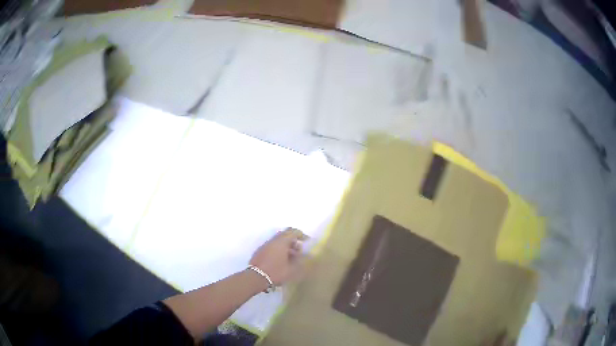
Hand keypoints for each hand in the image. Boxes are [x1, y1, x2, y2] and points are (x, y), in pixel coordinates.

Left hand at [249, 228, 307, 285]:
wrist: (256, 277)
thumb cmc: (276, 272)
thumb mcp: (292, 269)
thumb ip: (300, 260)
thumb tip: (306, 255)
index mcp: (282, 241)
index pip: (293, 232)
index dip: (302, 235)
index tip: (307, 241)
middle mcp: (273, 240)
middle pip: (285, 235)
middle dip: (293, 241)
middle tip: (299, 250)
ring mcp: (265, 245)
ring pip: (278, 241)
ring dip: (286, 246)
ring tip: (291, 258)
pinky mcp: (260, 251)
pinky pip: (272, 246)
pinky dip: (278, 250)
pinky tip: (281, 260)